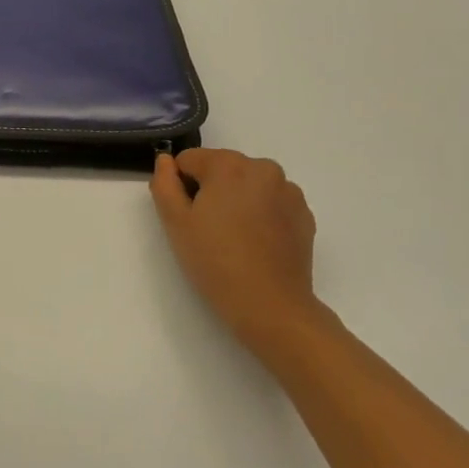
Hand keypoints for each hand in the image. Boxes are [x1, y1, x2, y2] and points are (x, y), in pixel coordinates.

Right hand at [151, 149, 332, 358]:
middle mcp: (263, 168)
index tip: (186, 217)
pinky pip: (271, 203)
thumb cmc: (215, 261)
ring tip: (234, 239)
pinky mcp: (304, 215)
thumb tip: (165, 161)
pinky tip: (256, 245)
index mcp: (229, 164)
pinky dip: (260, 215)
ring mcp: (289, 191)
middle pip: (221, 169)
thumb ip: (164, 183)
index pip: (189, 160)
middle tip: (208, 231)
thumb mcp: (175, 222)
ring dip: (237, 201)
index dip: (180, 187)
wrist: (271, 306)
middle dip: (210, 191)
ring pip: (248, 185)